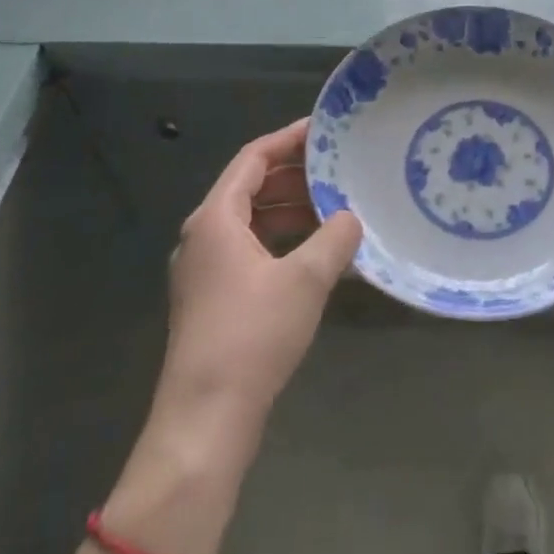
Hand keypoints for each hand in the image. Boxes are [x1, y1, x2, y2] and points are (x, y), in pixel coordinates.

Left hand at [152, 120, 361, 453]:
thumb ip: (335, 238)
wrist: (204, 421)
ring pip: (251, 221)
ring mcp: (204, 270)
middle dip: (295, 176)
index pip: (254, 158)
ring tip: (334, 210)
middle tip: (337, 169)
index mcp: (216, 218)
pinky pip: (250, 250)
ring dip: (290, 211)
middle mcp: (203, 236)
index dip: (289, 139)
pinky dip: (281, 241)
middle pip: (251, 187)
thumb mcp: (306, 279)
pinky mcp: (211, 300)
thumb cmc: (252, 336)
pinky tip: (316, 255)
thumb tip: (350, 217)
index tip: (324, 131)